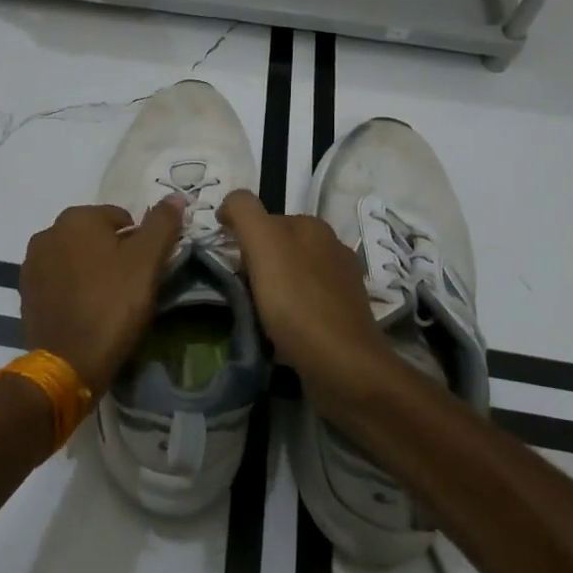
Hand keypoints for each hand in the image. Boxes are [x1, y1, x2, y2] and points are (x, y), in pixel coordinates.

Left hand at [19, 199, 184, 398]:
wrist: (69, 362)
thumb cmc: (113, 304)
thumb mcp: (147, 262)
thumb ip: (162, 224)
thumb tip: (175, 196)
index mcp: (76, 217)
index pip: (120, 218)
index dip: (138, 243)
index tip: (145, 271)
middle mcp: (47, 232)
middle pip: (95, 237)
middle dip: (112, 255)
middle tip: (129, 287)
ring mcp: (32, 264)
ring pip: (75, 258)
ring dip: (91, 271)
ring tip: (107, 302)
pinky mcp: (26, 293)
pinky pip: (58, 281)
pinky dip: (72, 289)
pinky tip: (85, 311)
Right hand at [217, 189, 397, 412]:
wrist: (343, 366)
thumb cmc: (296, 301)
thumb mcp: (262, 242)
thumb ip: (243, 211)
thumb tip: (229, 205)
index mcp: (313, 225)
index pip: (264, 218)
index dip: (241, 238)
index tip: (229, 265)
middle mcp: (332, 247)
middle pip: (278, 247)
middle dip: (256, 263)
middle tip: (240, 291)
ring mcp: (342, 283)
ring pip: (292, 275)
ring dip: (272, 288)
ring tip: (257, 314)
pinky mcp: (344, 316)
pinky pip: (305, 303)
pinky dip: (289, 311)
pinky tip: (281, 330)